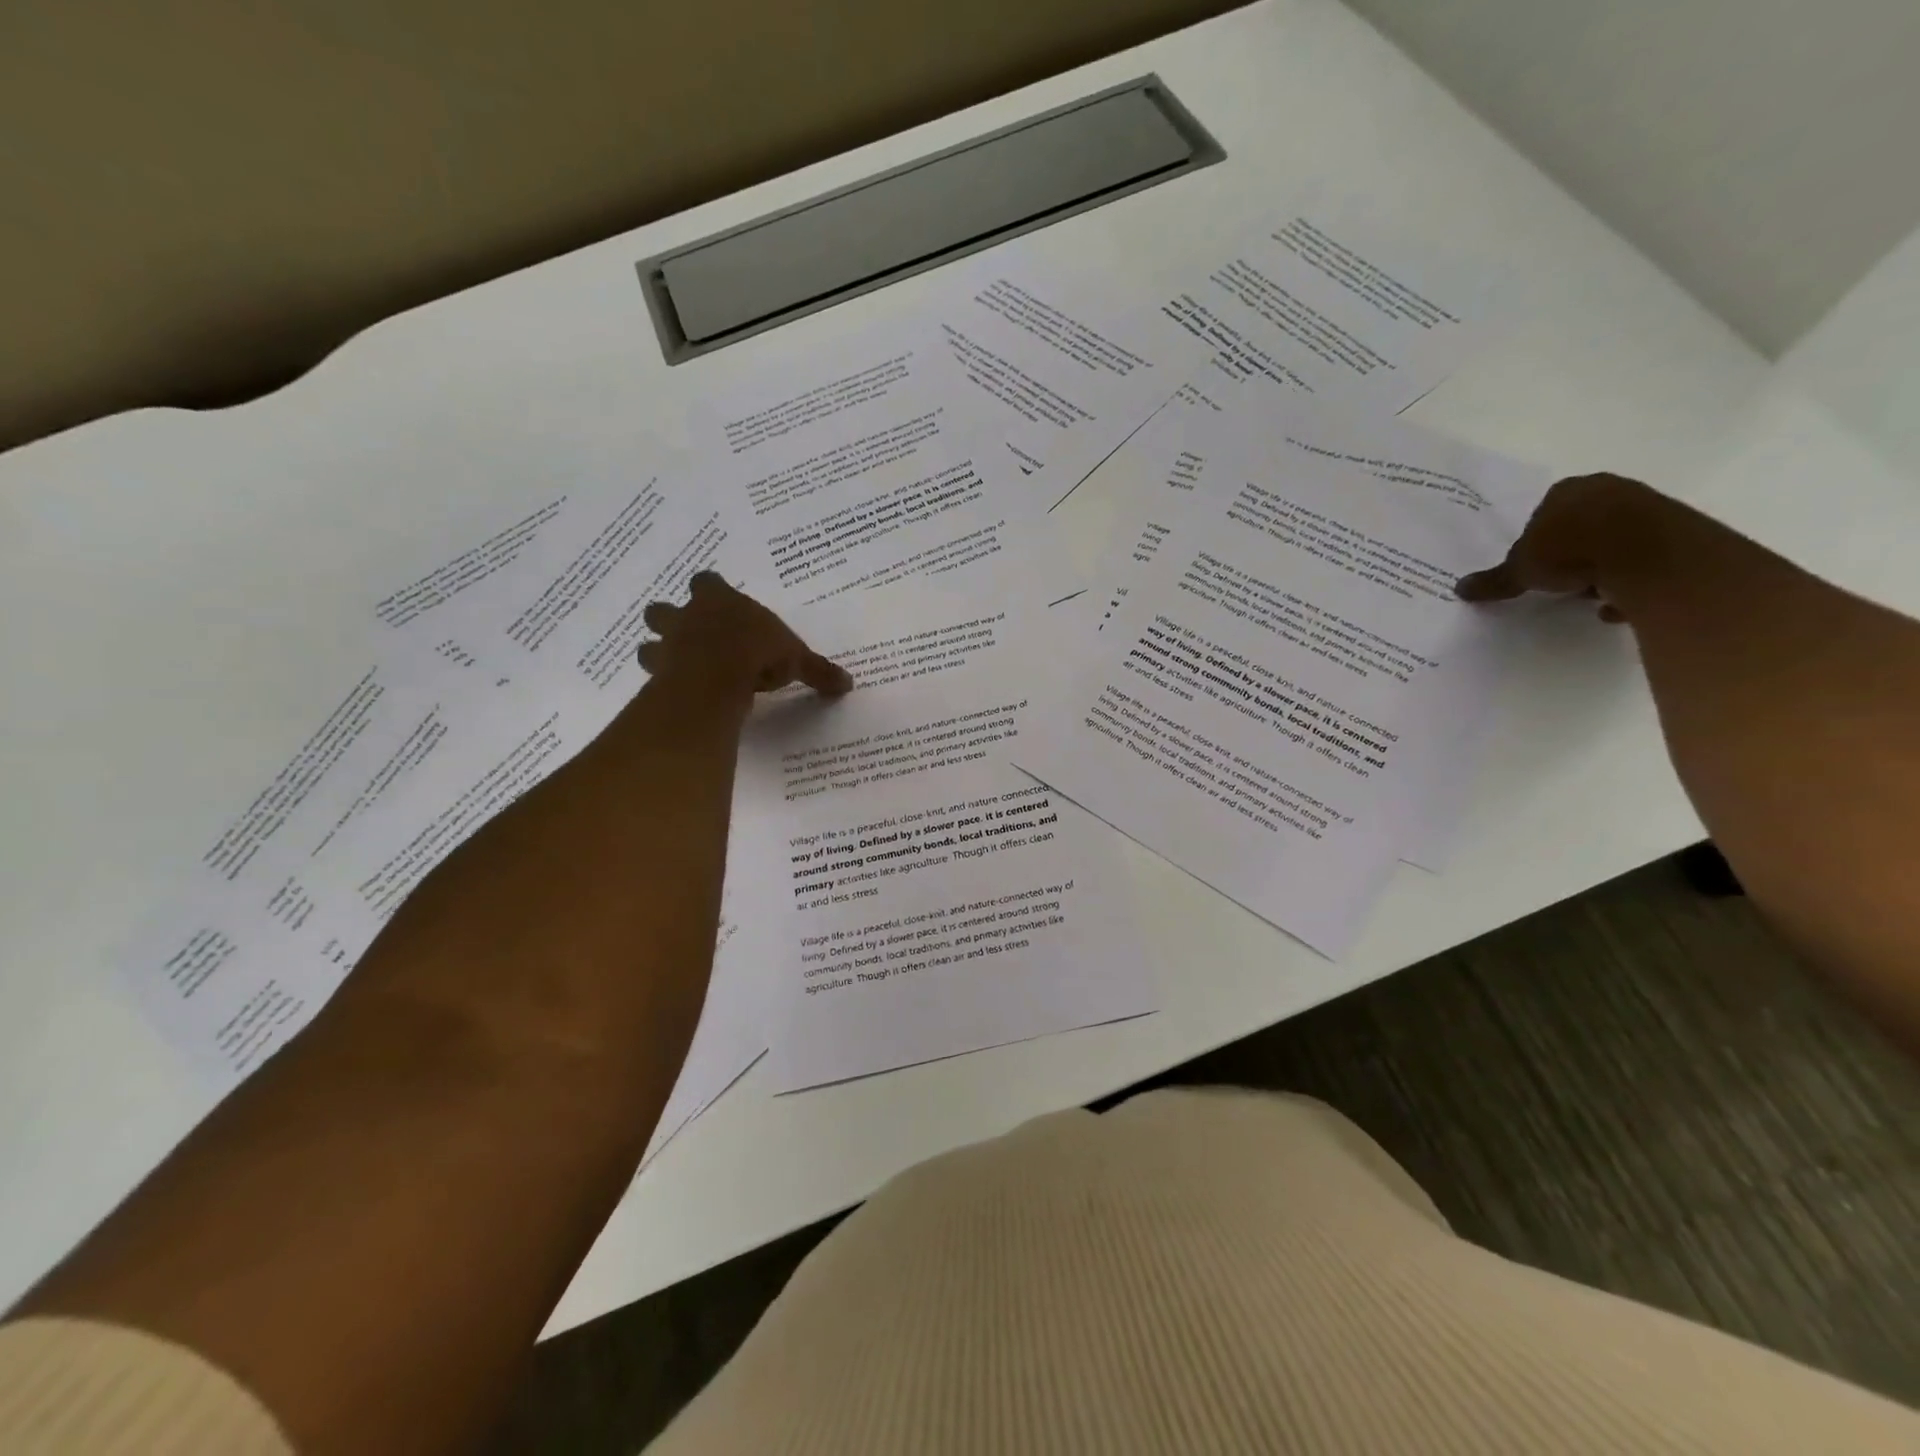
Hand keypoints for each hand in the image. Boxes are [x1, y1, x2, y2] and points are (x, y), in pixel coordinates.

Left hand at [638, 572, 852, 697]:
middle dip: (672, 620)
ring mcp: (669, 644)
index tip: (720, 604)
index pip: (707, 583)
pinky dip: (661, 683)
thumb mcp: (796, 660)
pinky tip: (676, 695)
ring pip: (649, 643)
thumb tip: (848, 684)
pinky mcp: (659, 673)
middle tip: (691, 638)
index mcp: (720, 600)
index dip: (711, 592)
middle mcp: (688, 616)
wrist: (717, 675)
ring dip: (659, 652)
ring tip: (678, 669)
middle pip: (664, 609)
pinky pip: (653, 675)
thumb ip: (817, 670)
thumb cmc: (757, 652)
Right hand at [1454, 472, 1658, 621]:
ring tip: (1590, 595)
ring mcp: (1647, 506)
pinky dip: (1631, 581)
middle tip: (1560, 581)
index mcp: (1566, 490)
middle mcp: (1607, 489)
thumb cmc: (1570, 550)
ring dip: (1602, 568)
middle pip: (1581, 525)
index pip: (1544, 513)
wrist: (1644, 554)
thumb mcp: (1520, 571)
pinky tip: (1618, 603)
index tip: (1535, 566)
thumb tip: (1459, 589)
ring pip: (1614, 541)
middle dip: (1571, 554)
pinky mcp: (1676, 529)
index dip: (1537, 541)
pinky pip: (1644, 558)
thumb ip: (1494, 581)